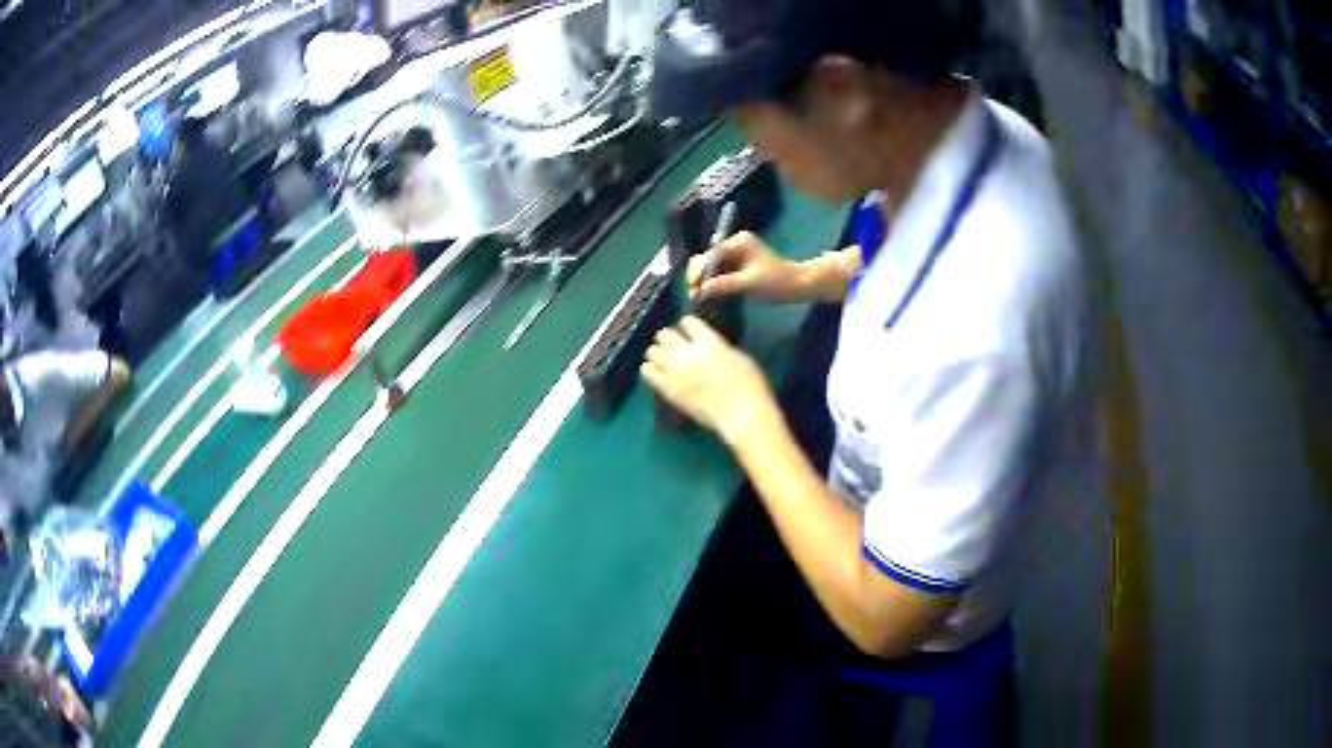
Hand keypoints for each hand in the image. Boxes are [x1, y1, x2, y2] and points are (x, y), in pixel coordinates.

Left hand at [641, 316, 778, 441]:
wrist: (742, 415)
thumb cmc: (750, 385)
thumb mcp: (737, 355)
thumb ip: (717, 346)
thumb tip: (704, 343)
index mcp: (709, 342)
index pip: (688, 322)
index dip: (688, 324)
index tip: (689, 329)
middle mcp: (688, 353)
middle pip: (665, 334)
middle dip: (669, 336)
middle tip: (675, 343)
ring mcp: (676, 373)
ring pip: (653, 351)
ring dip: (658, 351)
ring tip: (665, 357)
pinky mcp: (668, 390)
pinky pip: (648, 373)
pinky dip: (649, 368)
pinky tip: (655, 369)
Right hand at [687, 231, 808, 303]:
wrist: (798, 286)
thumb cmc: (777, 281)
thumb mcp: (749, 283)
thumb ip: (723, 285)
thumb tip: (699, 292)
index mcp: (736, 242)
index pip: (709, 255)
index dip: (699, 273)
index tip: (694, 292)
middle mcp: (733, 245)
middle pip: (707, 260)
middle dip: (699, 278)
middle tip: (695, 297)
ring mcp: (736, 256)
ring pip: (711, 268)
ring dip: (705, 283)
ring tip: (700, 300)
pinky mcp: (738, 267)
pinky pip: (719, 274)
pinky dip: (713, 285)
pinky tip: (709, 297)